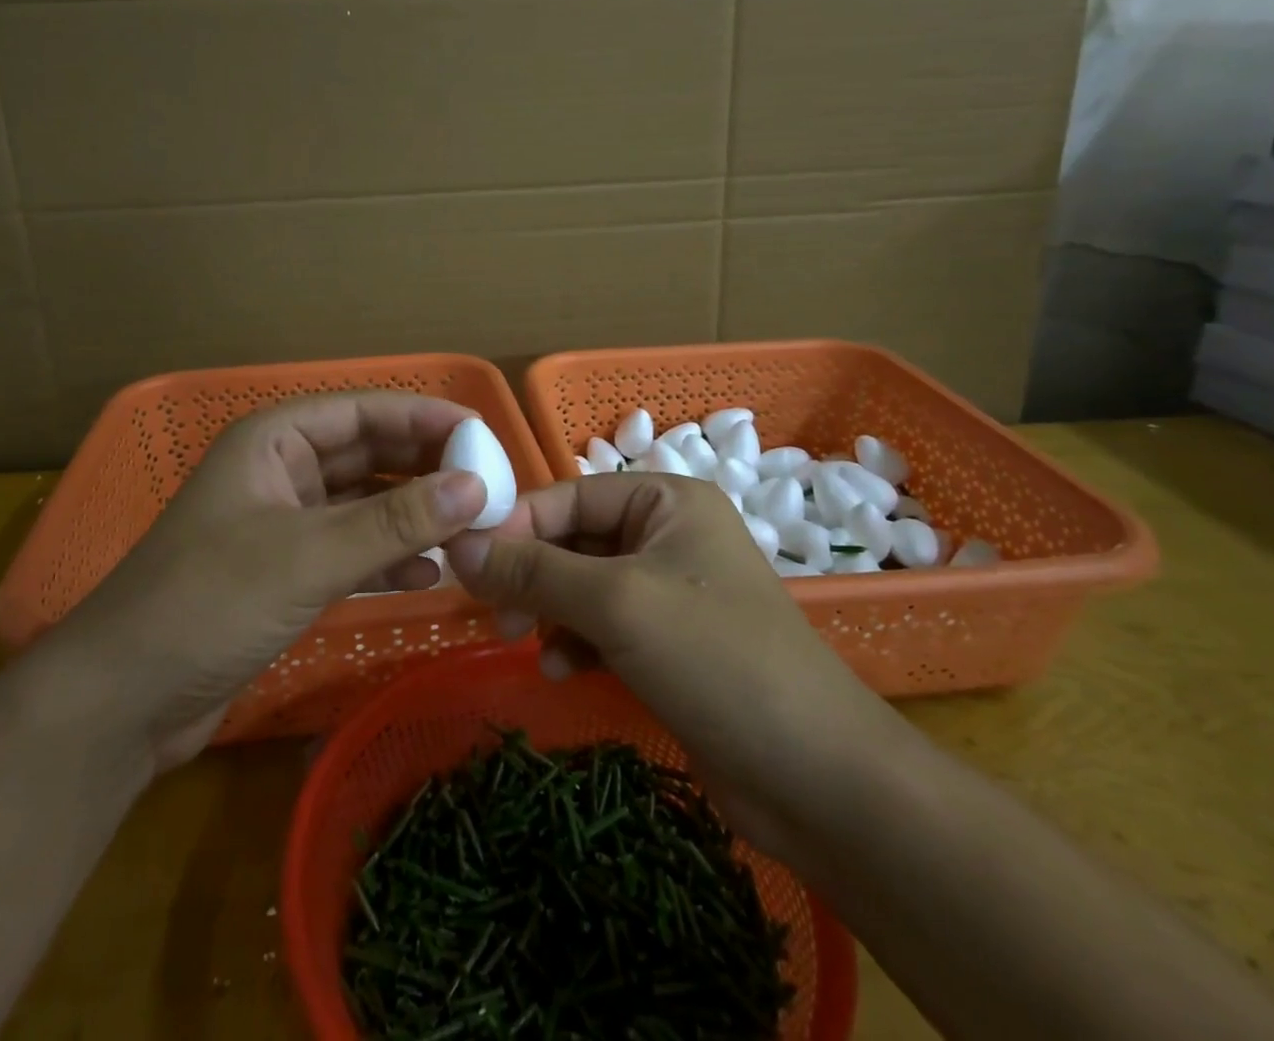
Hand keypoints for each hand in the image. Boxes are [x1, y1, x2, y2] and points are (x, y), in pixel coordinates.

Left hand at [39, 392, 487, 770]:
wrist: (122, 700)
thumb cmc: (209, 602)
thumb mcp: (309, 556)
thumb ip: (395, 521)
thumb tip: (477, 487)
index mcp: (275, 440)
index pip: (363, 411)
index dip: (424, 416)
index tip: (484, 434)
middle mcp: (281, 470)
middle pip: (368, 454)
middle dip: (425, 468)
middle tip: (488, 486)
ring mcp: (284, 522)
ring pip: (364, 503)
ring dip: (413, 514)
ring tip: (470, 529)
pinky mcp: (286, 570)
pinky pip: (351, 548)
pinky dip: (389, 556)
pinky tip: (429, 574)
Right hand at [446, 474, 898, 861]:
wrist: (817, 778)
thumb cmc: (716, 658)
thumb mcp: (615, 603)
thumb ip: (533, 570)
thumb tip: (456, 546)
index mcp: (666, 501)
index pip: (569, 495)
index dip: (517, 525)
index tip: (468, 564)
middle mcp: (667, 535)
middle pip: (574, 540)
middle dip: (531, 574)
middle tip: (496, 613)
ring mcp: (669, 592)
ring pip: (582, 585)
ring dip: (549, 610)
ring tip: (525, 641)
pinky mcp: (668, 644)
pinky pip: (602, 626)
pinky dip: (575, 641)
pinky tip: (562, 670)